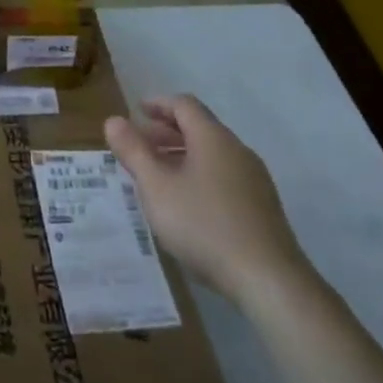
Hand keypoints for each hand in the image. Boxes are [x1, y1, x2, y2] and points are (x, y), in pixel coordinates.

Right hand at [105, 95, 306, 302]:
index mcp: (213, 137)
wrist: (268, 279)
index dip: (158, 104)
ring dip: (182, 155)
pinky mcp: (262, 206)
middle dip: (166, 132)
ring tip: (158, 176)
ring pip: (212, 154)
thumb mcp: (156, 188)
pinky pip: (224, 176)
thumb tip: (113, 120)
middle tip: (140, 146)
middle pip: (199, 127)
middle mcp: (237, 150)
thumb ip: (133, 152)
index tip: (136, 111)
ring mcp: (254, 179)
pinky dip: (199, 175)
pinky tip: (187, 204)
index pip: (184, 104)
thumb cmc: (204, 225)